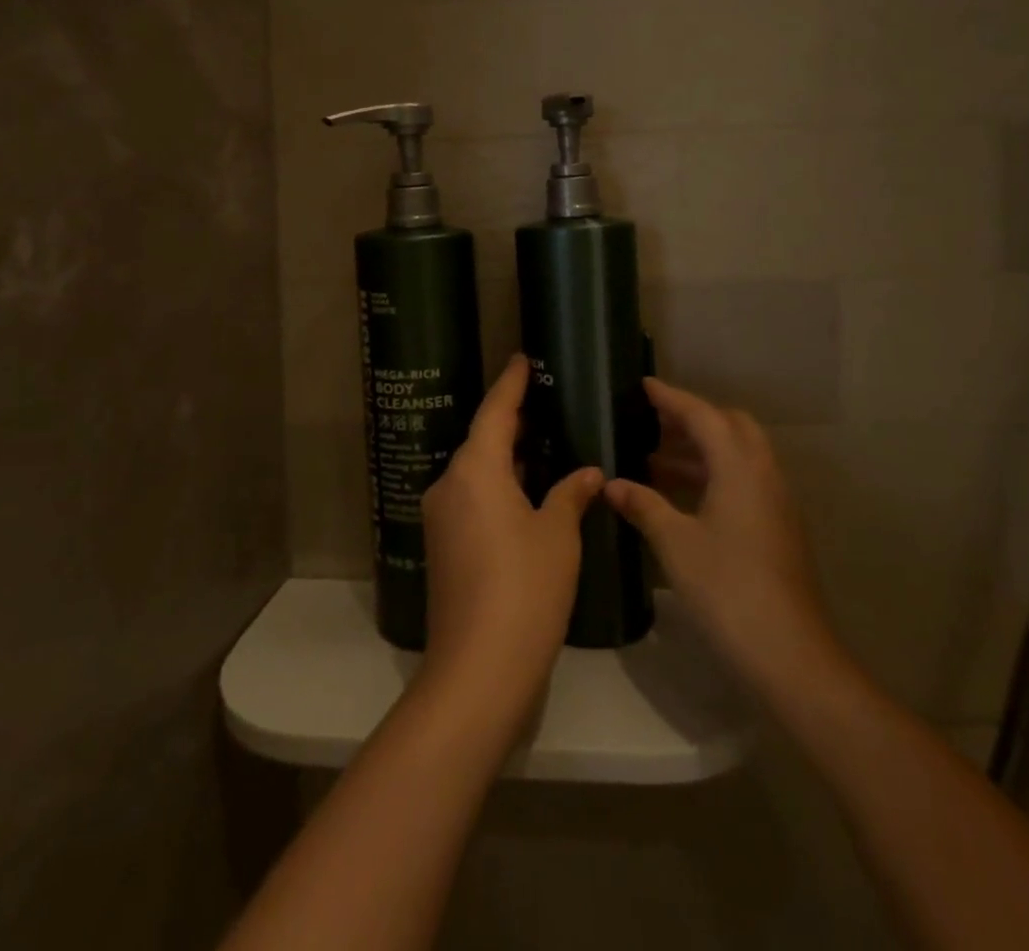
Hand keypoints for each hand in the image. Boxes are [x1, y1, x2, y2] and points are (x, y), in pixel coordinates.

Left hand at [421, 356, 603, 705]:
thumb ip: (571, 494)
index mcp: (475, 469)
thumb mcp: (558, 535)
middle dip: (512, 421)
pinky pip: (472, 498)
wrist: (478, 670)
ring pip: (476, 471)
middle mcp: (449, 485)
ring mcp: (441, 517)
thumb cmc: (525, 588)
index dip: (511, 383)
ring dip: (507, 457)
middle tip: (546, 402)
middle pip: (482, 440)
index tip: (522, 358)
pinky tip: (528, 492)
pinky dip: (499, 486)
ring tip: (544, 443)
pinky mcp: (443, 546)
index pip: (495, 411)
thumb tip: (588, 472)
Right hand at [605, 379, 835, 692]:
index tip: (643, 386)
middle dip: (692, 419)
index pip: (703, 415)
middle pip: (729, 427)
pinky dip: (713, 474)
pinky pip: (743, 480)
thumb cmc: (728, 589)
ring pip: (738, 455)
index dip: (671, 398)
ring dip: (701, 450)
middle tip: (652, 423)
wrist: (790, 654)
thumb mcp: (676, 544)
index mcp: (740, 467)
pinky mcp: (777, 527)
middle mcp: (763, 474)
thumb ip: (644, 506)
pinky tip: (682, 498)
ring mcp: (775, 502)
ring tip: (655, 459)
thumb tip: (611, 483)